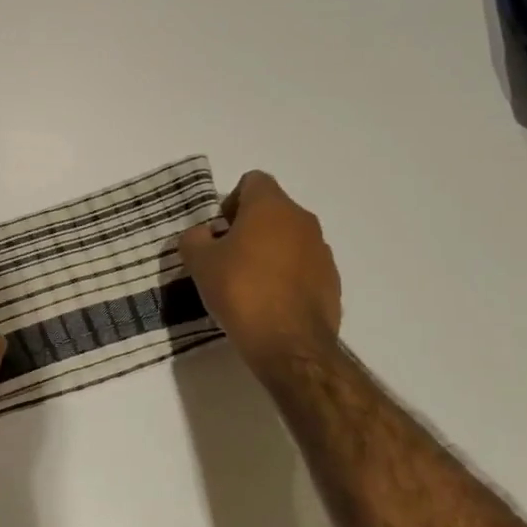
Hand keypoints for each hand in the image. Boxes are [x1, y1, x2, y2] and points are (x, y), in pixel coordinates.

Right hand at [179, 171, 341, 376]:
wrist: (289, 345)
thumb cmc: (241, 291)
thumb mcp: (199, 262)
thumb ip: (194, 238)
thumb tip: (203, 235)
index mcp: (271, 207)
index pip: (253, 181)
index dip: (231, 200)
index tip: (219, 231)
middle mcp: (302, 220)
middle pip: (272, 210)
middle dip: (249, 227)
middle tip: (228, 257)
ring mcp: (322, 251)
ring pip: (289, 238)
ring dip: (270, 251)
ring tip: (249, 283)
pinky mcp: (332, 281)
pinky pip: (304, 266)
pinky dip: (287, 275)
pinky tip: (270, 302)